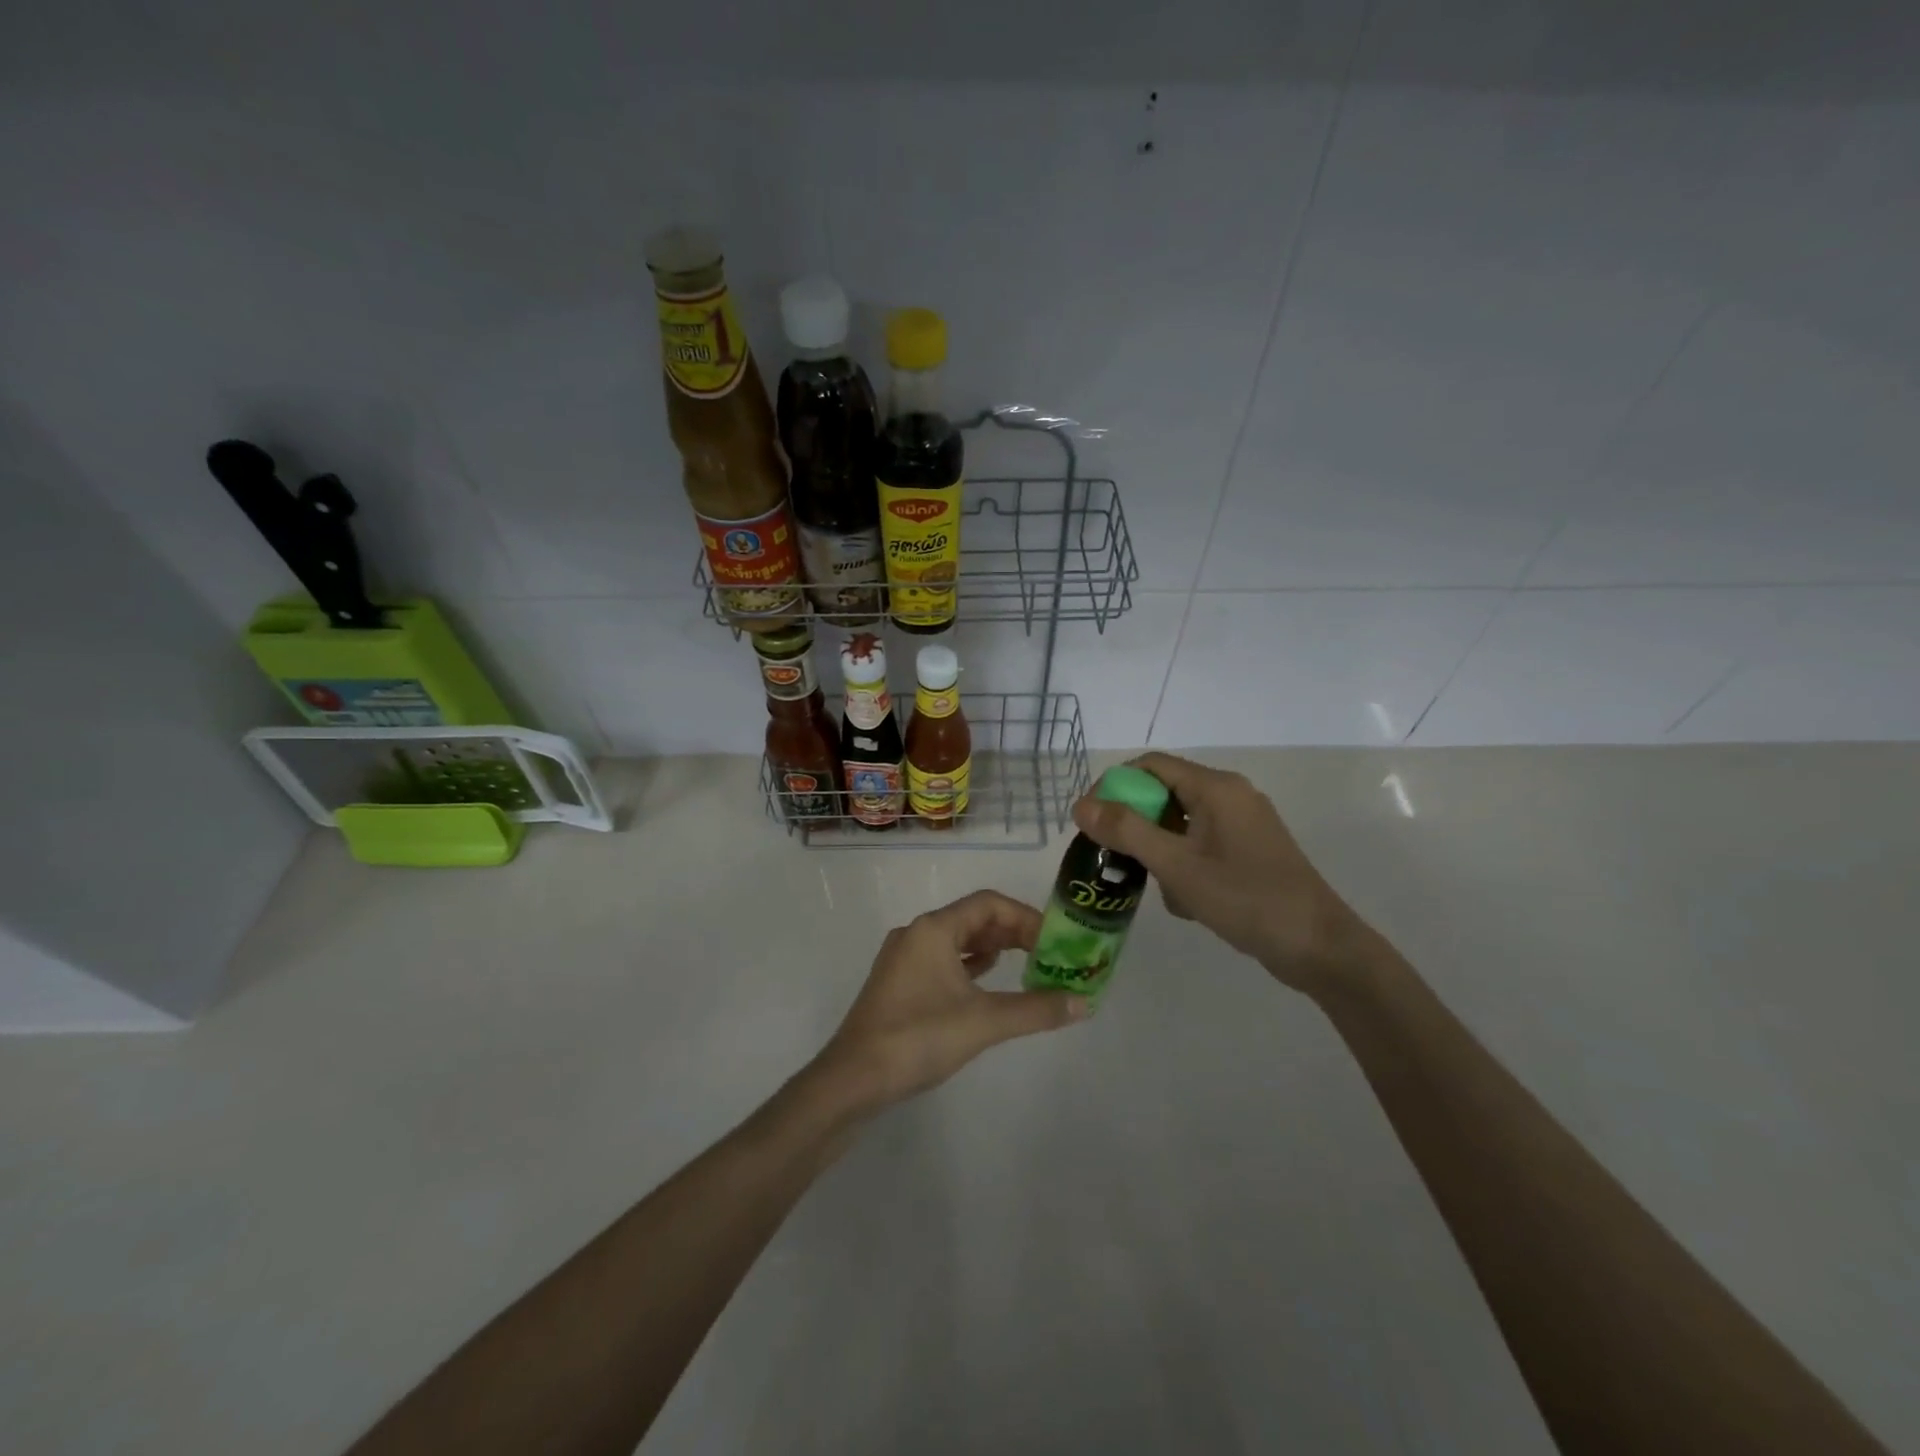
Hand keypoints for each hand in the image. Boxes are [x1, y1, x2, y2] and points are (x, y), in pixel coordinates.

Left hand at [814, 890, 1088, 1109]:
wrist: (853, 1080)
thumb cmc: (918, 1038)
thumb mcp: (984, 1022)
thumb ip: (1036, 1009)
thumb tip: (1084, 1003)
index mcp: (933, 929)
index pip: (988, 904)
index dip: (1025, 917)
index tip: (1055, 939)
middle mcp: (916, 934)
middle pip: (972, 919)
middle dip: (1012, 933)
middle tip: (1048, 953)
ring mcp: (904, 959)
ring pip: (957, 941)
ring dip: (992, 949)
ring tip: (1027, 965)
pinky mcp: (898, 985)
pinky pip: (943, 962)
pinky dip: (970, 966)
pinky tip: (987, 983)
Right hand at [1070, 752, 1374, 996]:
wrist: (1319, 948)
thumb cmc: (1246, 899)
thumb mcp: (1178, 866)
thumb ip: (1127, 831)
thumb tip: (1081, 805)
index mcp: (1216, 788)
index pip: (1150, 766)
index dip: (1113, 786)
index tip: (1090, 821)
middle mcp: (1231, 796)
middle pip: (1164, 794)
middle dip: (1136, 825)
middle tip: (1115, 858)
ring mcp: (1243, 824)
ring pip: (1181, 823)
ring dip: (1160, 851)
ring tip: (1156, 887)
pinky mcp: (1250, 850)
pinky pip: (1201, 844)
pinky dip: (1184, 864)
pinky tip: (1187, 901)